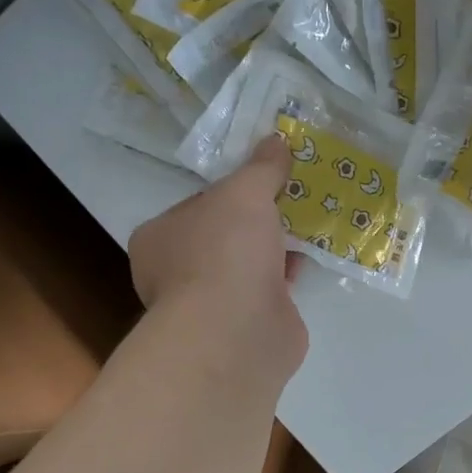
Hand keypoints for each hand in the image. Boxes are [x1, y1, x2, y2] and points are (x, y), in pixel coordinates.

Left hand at [130, 135, 307, 375]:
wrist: (238, 331)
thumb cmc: (225, 252)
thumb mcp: (245, 192)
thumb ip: (261, 168)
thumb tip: (277, 140)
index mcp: (159, 239)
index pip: (197, 206)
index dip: (232, 192)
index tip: (264, 180)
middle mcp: (177, 274)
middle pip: (225, 236)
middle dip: (259, 221)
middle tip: (294, 199)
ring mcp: (212, 306)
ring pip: (249, 266)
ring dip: (277, 249)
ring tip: (311, 223)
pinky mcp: (245, 328)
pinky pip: (270, 292)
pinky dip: (289, 276)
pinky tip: (312, 258)